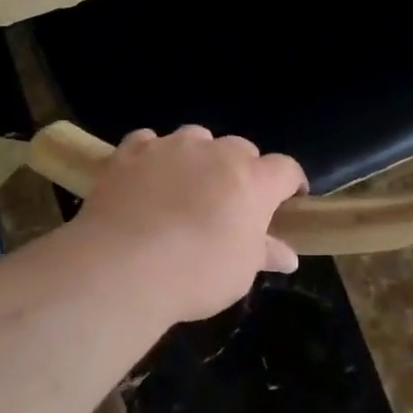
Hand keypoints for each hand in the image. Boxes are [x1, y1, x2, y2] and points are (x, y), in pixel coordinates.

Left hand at [71, 126, 306, 322]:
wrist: (122, 267)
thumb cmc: (196, 274)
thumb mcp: (240, 272)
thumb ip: (264, 254)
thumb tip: (288, 256)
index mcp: (253, 180)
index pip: (285, 169)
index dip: (289, 184)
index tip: (287, 201)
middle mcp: (215, 153)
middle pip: (240, 149)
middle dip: (241, 171)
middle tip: (230, 203)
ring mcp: (170, 147)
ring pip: (195, 138)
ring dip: (198, 157)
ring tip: (186, 187)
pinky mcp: (130, 152)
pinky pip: (148, 142)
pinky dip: (153, 155)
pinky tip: (146, 177)